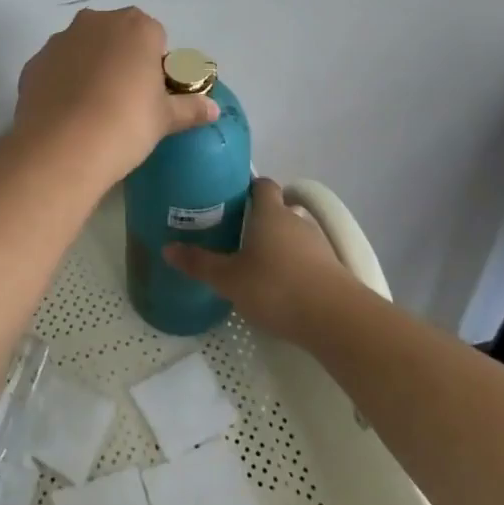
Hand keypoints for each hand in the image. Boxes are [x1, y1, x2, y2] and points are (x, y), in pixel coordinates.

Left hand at [14, 7, 217, 182]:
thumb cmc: (126, 124)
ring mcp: (60, 40)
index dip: (156, 64)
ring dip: (90, 69)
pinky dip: (63, 83)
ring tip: (93, 111)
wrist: (62, 147)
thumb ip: (190, 108)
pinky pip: (56, 68)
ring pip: (83, 49)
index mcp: (136, 27)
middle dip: (122, 59)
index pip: (155, 36)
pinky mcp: (34, 63)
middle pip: (117, 36)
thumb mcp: (165, 119)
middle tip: (126, 101)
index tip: (153, 93)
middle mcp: (96, 22)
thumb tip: (213, 109)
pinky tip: (67, 115)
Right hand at [164, 178, 354, 341]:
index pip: (263, 185)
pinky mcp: (332, 270)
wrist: (336, 319)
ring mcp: (318, 245)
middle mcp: (296, 221)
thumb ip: (199, 264)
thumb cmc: (276, 288)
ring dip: (278, 246)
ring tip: (256, 265)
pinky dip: (294, 267)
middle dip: (260, 221)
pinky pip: (307, 259)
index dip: (249, 188)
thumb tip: (167, 248)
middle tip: (236, 236)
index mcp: (270, 213)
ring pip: (293, 236)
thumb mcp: (229, 279)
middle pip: (278, 211)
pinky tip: (281, 288)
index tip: (232, 198)